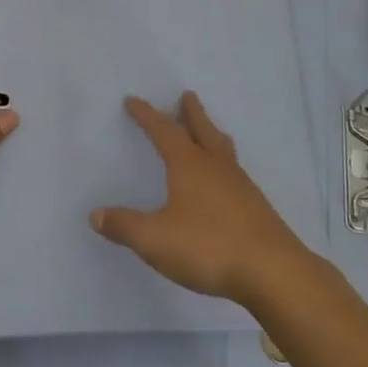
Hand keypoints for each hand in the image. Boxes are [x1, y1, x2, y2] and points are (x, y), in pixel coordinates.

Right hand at [90, 92, 311, 305]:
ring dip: (211, 134)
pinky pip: (234, 172)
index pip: (163, 131)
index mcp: (189, 165)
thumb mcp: (155, 239)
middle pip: (202, 129)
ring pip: (222, 148)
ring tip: (209, 130)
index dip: (147, 115)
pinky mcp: (255, 206)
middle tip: (187, 95)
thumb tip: (95, 214)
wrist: (272, 271)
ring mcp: (240, 185)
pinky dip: (224, 163)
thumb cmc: (208, 246)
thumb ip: (125, 226)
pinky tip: (224, 180)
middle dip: (191, 113)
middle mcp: (215, 166)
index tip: (133, 100)